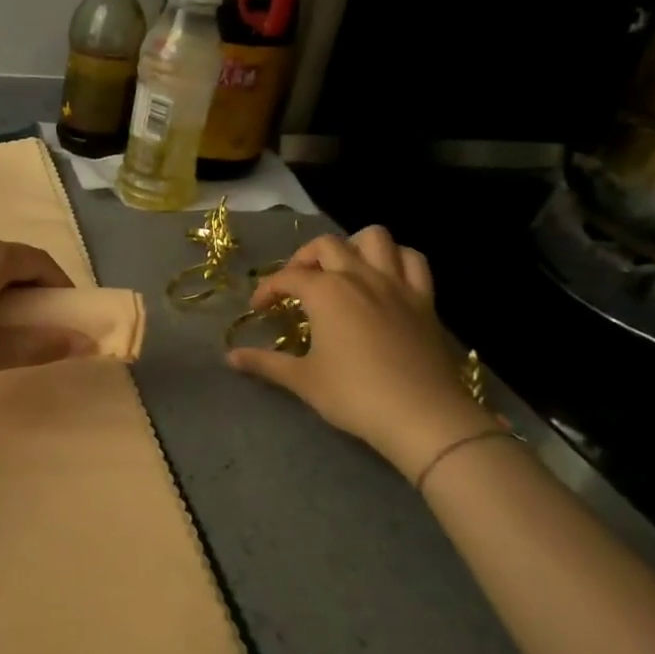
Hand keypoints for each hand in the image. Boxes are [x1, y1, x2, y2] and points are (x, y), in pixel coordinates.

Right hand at [228, 226, 495, 476]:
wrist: (423, 415)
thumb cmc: (355, 395)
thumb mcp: (303, 380)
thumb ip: (265, 363)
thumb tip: (230, 357)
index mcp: (326, 292)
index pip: (287, 277)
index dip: (267, 289)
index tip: (259, 308)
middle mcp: (359, 276)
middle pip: (327, 245)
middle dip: (304, 259)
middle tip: (296, 285)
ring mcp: (396, 284)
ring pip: (374, 238)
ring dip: (353, 247)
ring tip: (341, 270)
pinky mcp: (424, 300)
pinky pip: (413, 261)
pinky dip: (395, 259)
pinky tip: (384, 278)